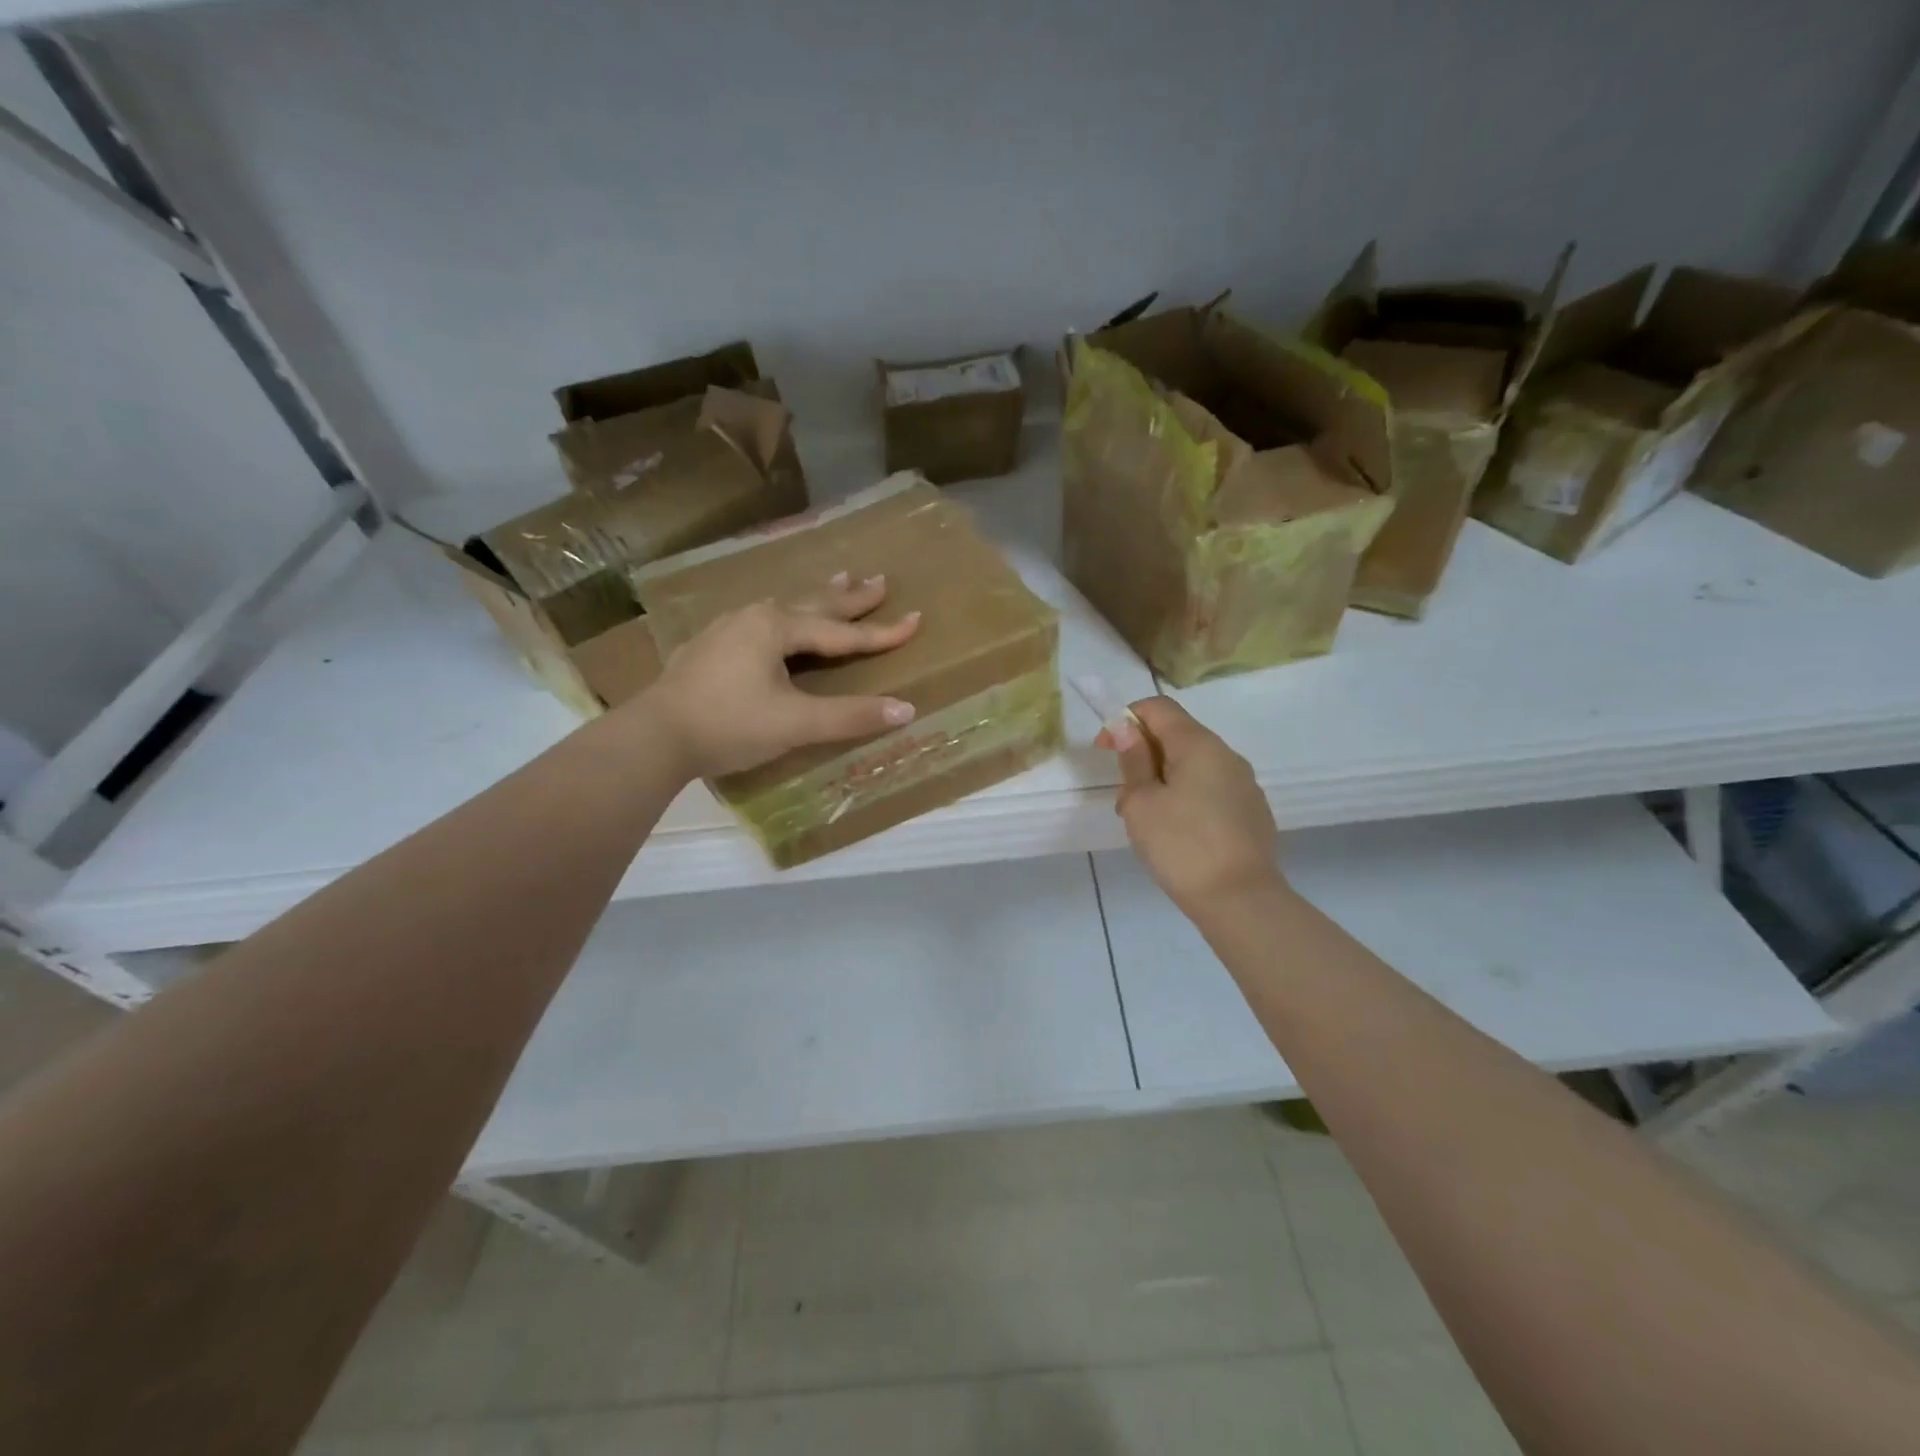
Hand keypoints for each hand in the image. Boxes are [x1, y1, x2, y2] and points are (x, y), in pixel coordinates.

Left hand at [637, 574, 920, 779]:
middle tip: (878, 579)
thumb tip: (906, 710)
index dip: (881, 631)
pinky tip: (774, 620)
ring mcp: (727, 629)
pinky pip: (759, 622)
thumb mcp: (796, 723)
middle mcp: (754, 617)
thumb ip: (851, 716)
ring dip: (815, 599)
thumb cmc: (730, 725)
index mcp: (777, 628)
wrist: (654, 737)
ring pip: (783, 608)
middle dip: (849, 596)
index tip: (916, 619)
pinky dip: (783, 616)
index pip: (842, 632)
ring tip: (836, 583)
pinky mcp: (709, 647)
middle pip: (813, 604)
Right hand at [1099, 696, 1283, 914]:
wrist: (1241, 901)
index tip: (1105, 750)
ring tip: (1145, 819)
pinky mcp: (1251, 812)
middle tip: (1122, 794)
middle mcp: (1227, 756)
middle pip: (1177, 735)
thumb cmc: (1181, 846)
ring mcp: (1244, 785)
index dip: (1126, 720)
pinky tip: (1176, 834)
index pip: (1158, 707)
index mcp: (1199, 745)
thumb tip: (1128, 727)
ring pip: (1193, 766)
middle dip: (1143, 754)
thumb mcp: (1141, 803)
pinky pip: (1210, 790)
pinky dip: (1185, 798)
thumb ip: (1134, 761)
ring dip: (1162, 779)